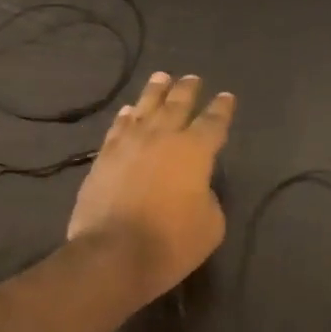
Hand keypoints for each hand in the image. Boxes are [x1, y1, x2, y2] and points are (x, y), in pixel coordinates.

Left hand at [67, 72, 234, 305]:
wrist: (113, 253)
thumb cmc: (171, 242)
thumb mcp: (210, 225)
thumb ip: (208, 198)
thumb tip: (196, 188)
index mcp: (194, 151)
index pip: (214, 122)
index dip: (222, 109)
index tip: (226, 97)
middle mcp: (162, 137)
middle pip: (177, 105)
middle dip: (187, 90)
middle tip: (193, 78)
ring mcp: (128, 144)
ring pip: (144, 108)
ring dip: (155, 91)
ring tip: (161, 77)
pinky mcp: (103, 158)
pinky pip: (118, 128)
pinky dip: (125, 117)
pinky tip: (128, 111)